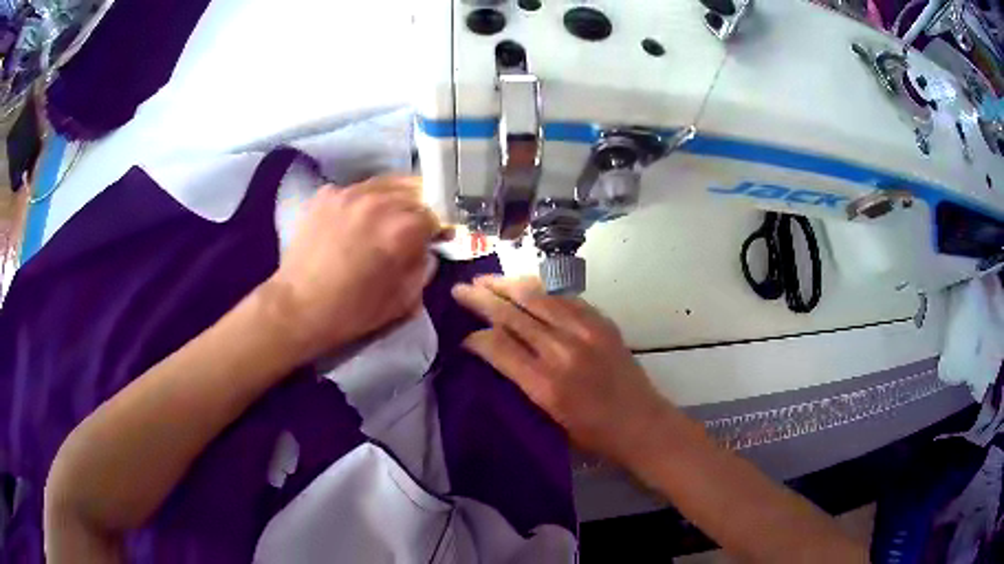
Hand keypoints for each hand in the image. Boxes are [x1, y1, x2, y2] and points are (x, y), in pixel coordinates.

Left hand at [267, 176, 447, 359]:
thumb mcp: (403, 300)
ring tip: (383, 219)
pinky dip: (362, 201)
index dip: (436, 229)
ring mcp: (349, 192)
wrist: (298, 306)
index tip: (432, 241)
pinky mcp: (326, 195)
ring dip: (392, 200)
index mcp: (402, 228)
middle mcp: (379, 201)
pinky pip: (356, 189)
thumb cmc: (352, 310)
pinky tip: (354, 220)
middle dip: (416, 211)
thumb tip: (427, 251)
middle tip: (409, 230)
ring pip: (385, 184)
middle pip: (413, 192)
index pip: (435, 215)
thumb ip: (423, 268)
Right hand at [452, 276, 671, 465]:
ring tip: (486, 279)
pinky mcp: (602, 322)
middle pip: (513, 314)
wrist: (642, 424)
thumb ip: (520, 382)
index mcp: (545, 384)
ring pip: (538, 296)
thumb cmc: (593, 434)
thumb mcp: (548, 419)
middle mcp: (563, 351)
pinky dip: (541, 289)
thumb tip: (494, 352)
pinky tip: (527, 285)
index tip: (463, 336)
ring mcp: (585, 331)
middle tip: (460, 289)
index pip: (498, 346)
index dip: (475, 336)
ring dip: (508, 285)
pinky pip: (565, 297)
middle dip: (481, 298)